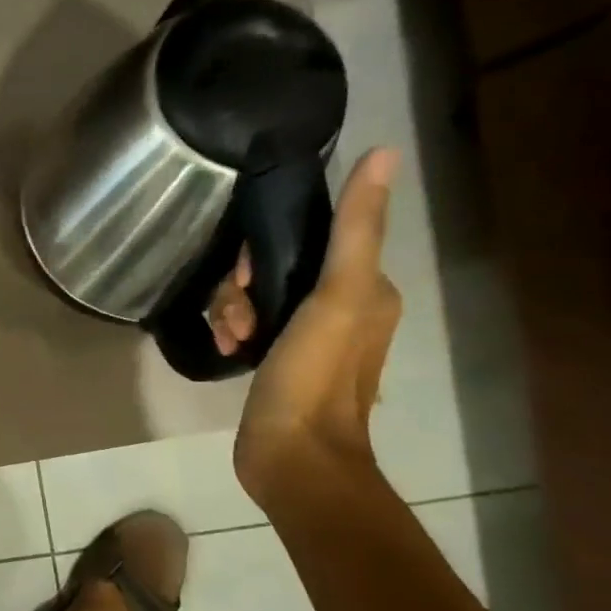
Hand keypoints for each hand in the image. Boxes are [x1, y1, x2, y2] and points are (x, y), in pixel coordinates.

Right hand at [216, 149, 402, 501]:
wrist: (293, 457)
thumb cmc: (315, 376)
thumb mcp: (336, 296)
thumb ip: (355, 229)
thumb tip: (383, 154)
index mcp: (366, 288)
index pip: (311, 239)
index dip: (269, 248)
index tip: (249, 276)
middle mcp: (342, 308)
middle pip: (277, 269)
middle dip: (245, 286)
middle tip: (238, 313)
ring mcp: (307, 339)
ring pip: (258, 298)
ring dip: (234, 310)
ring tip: (232, 337)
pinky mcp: (278, 363)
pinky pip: (250, 326)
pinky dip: (234, 332)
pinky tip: (228, 349)